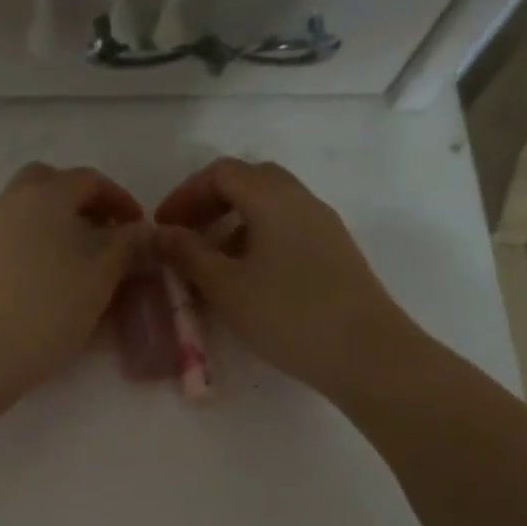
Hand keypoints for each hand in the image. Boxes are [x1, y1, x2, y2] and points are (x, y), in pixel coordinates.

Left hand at [0, 163, 147, 399]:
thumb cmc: (51, 309)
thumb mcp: (102, 276)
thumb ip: (126, 245)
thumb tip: (138, 230)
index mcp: (46, 194)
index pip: (89, 179)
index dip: (120, 199)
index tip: (138, 228)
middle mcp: (12, 201)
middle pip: (50, 182)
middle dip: (82, 200)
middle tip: (105, 232)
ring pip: (29, 207)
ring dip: (58, 220)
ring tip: (82, 257)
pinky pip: (14, 233)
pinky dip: (37, 239)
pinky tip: (53, 274)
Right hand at [154, 158, 428, 402]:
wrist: (367, 353)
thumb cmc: (288, 316)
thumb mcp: (227, 287)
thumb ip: (188, 254)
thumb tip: (159, 233)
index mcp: (274, 199)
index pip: (222, 172)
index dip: (185, 194)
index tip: (163, 227)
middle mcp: (302, 201)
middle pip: (249, 182)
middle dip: (210, 204)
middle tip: (185, 237)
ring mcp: (323, 225)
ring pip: (269, 206)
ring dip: (232, 224)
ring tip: (209, 264)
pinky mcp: (334, 251)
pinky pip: (286, 229)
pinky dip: (256, 240)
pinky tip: (245, 279)